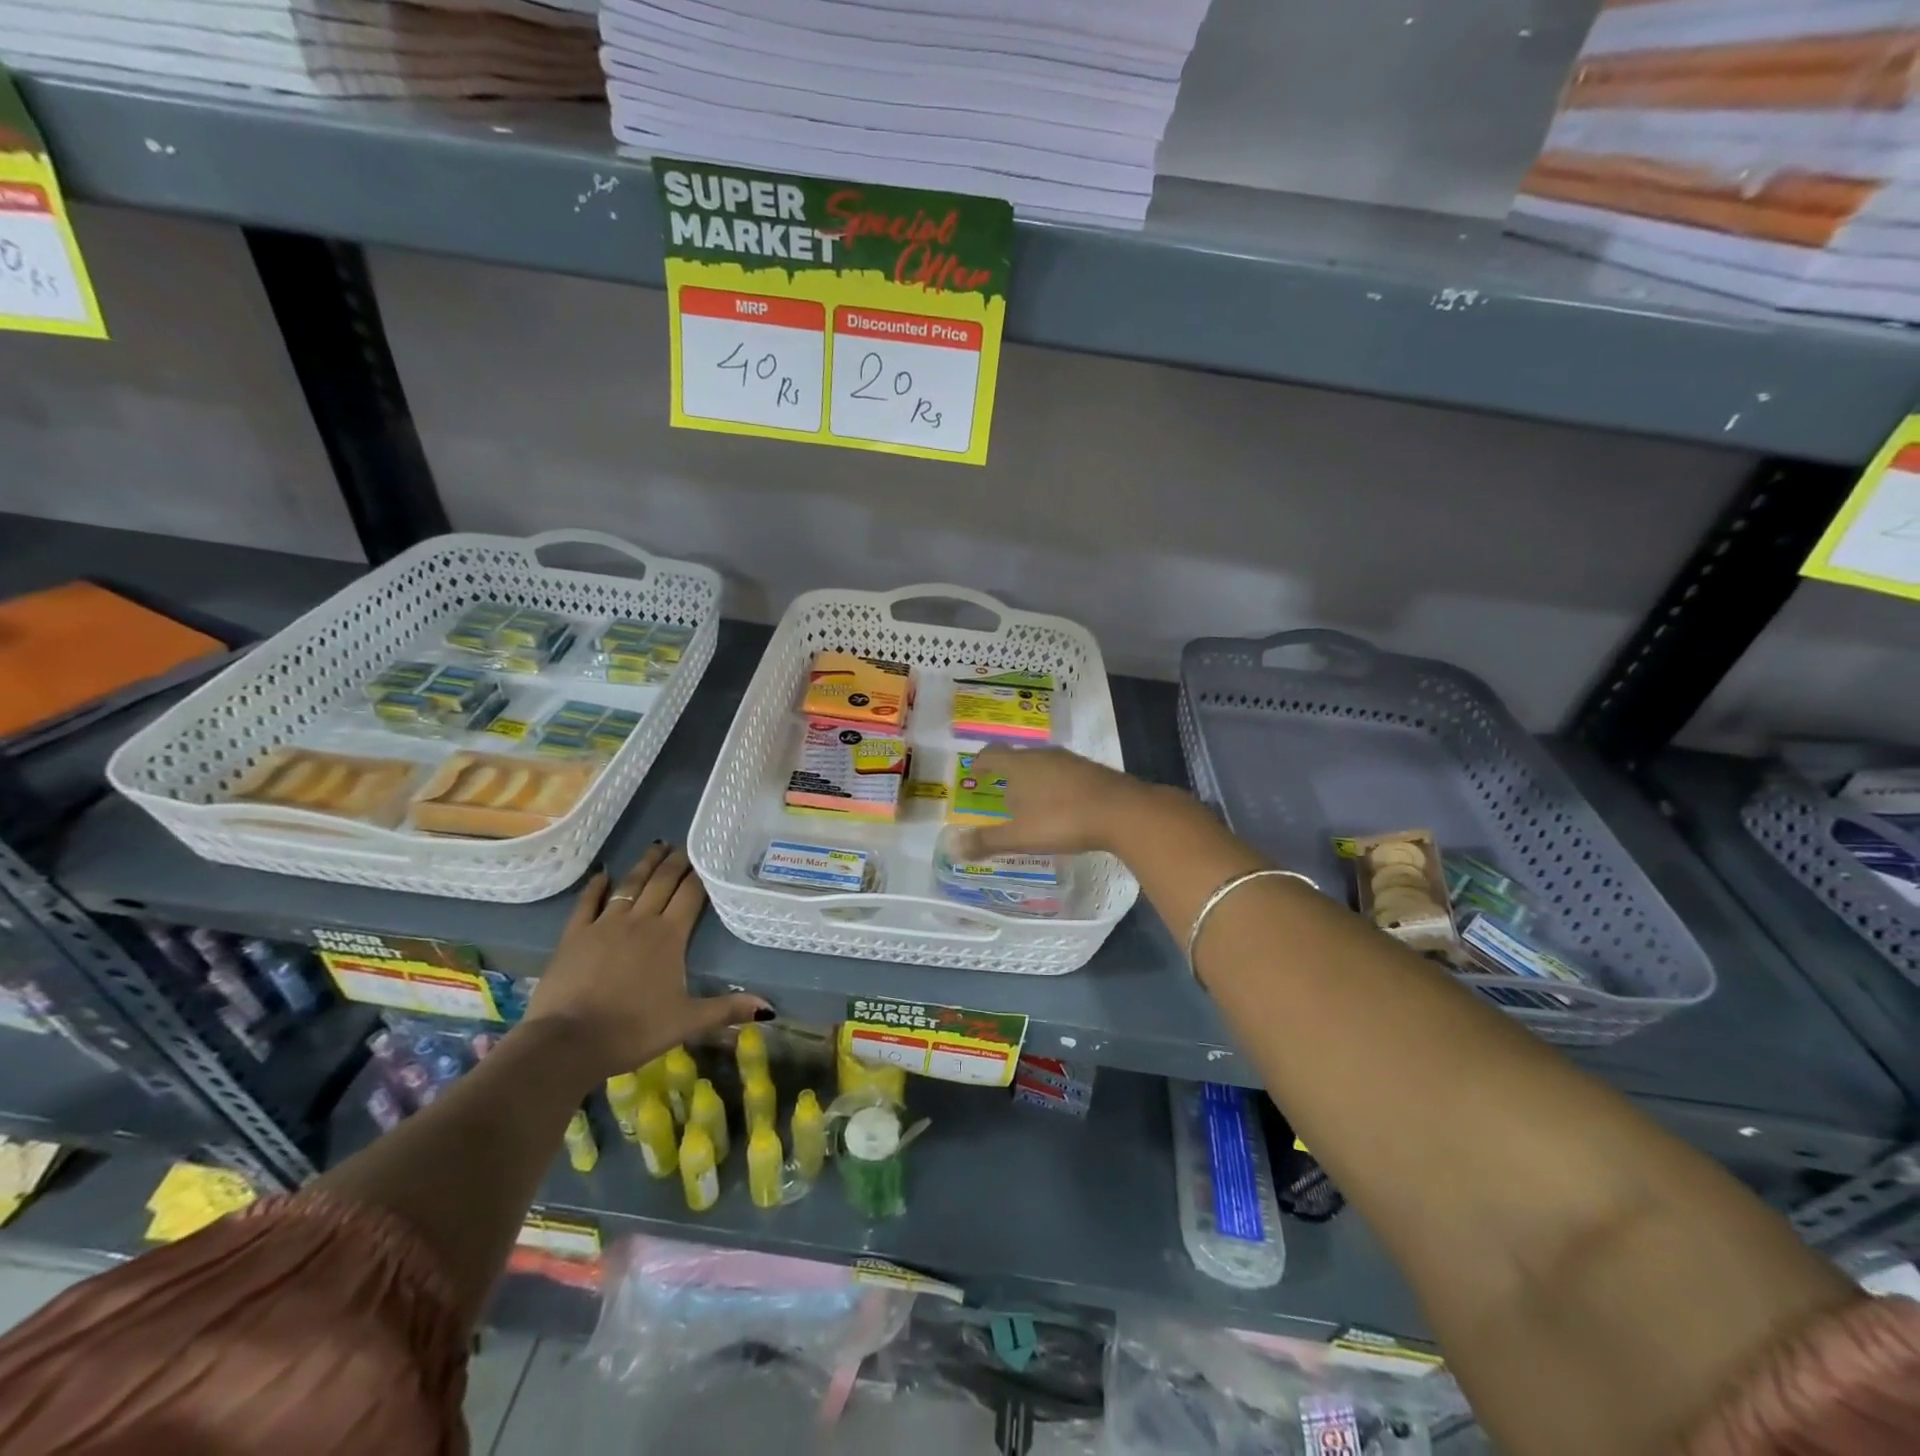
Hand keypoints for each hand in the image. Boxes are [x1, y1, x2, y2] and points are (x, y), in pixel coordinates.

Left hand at [522, 844, 769, 1080]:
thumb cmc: (634, 1030)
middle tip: (685, 846)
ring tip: (656, 846)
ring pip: (629, 885)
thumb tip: (768, 1009)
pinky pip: (587, 903)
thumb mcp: (687, 1022)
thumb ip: (726, 1009)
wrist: (568, 1042)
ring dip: (644, 865)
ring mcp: (604, 925)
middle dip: (676, 863)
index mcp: (670, 936)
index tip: (708, 856)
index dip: (700, 875)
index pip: (691, 895)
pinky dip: (596, 886)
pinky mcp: (574, 936)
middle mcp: (640, 921)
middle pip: (662, 883)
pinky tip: (602, 874)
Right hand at [954, 745, 1166, 858]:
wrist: (1122, 811)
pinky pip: (1063, 774)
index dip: (980, 762)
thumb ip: (987, 841)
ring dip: (1033, 780)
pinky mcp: (1092, 770)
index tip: (975, 772)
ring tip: (1031, 803)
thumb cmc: (1063, 820)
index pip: (991, 754)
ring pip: (1042, 765)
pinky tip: (1062, 807)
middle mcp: (1043, 755)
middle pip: (1017, 758)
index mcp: (1020, 765)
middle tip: (1002, 794)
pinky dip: (1055, 786)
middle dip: (1007, 774)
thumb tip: (953, 847)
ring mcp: (1070, 760)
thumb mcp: (1020, 836)